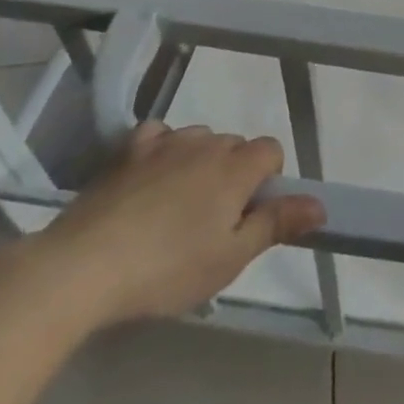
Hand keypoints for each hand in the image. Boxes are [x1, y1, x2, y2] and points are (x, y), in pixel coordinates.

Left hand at [32, 124, 324, 327]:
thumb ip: (277, 224)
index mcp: (236, 167)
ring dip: (199, 162)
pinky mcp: (127, 151)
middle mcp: (207, 143)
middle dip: (233, 173)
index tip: (248, 215)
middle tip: (211, 222)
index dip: (267, 180)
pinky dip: (162, 150)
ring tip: (176, 207)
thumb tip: (321, 204)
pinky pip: (158, 135)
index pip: (271, 150)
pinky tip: (149, 178)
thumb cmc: (166, 268)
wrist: (82, 267)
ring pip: (199, 139)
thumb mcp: (230, 258)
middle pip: (235, 145)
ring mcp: (165, 142)